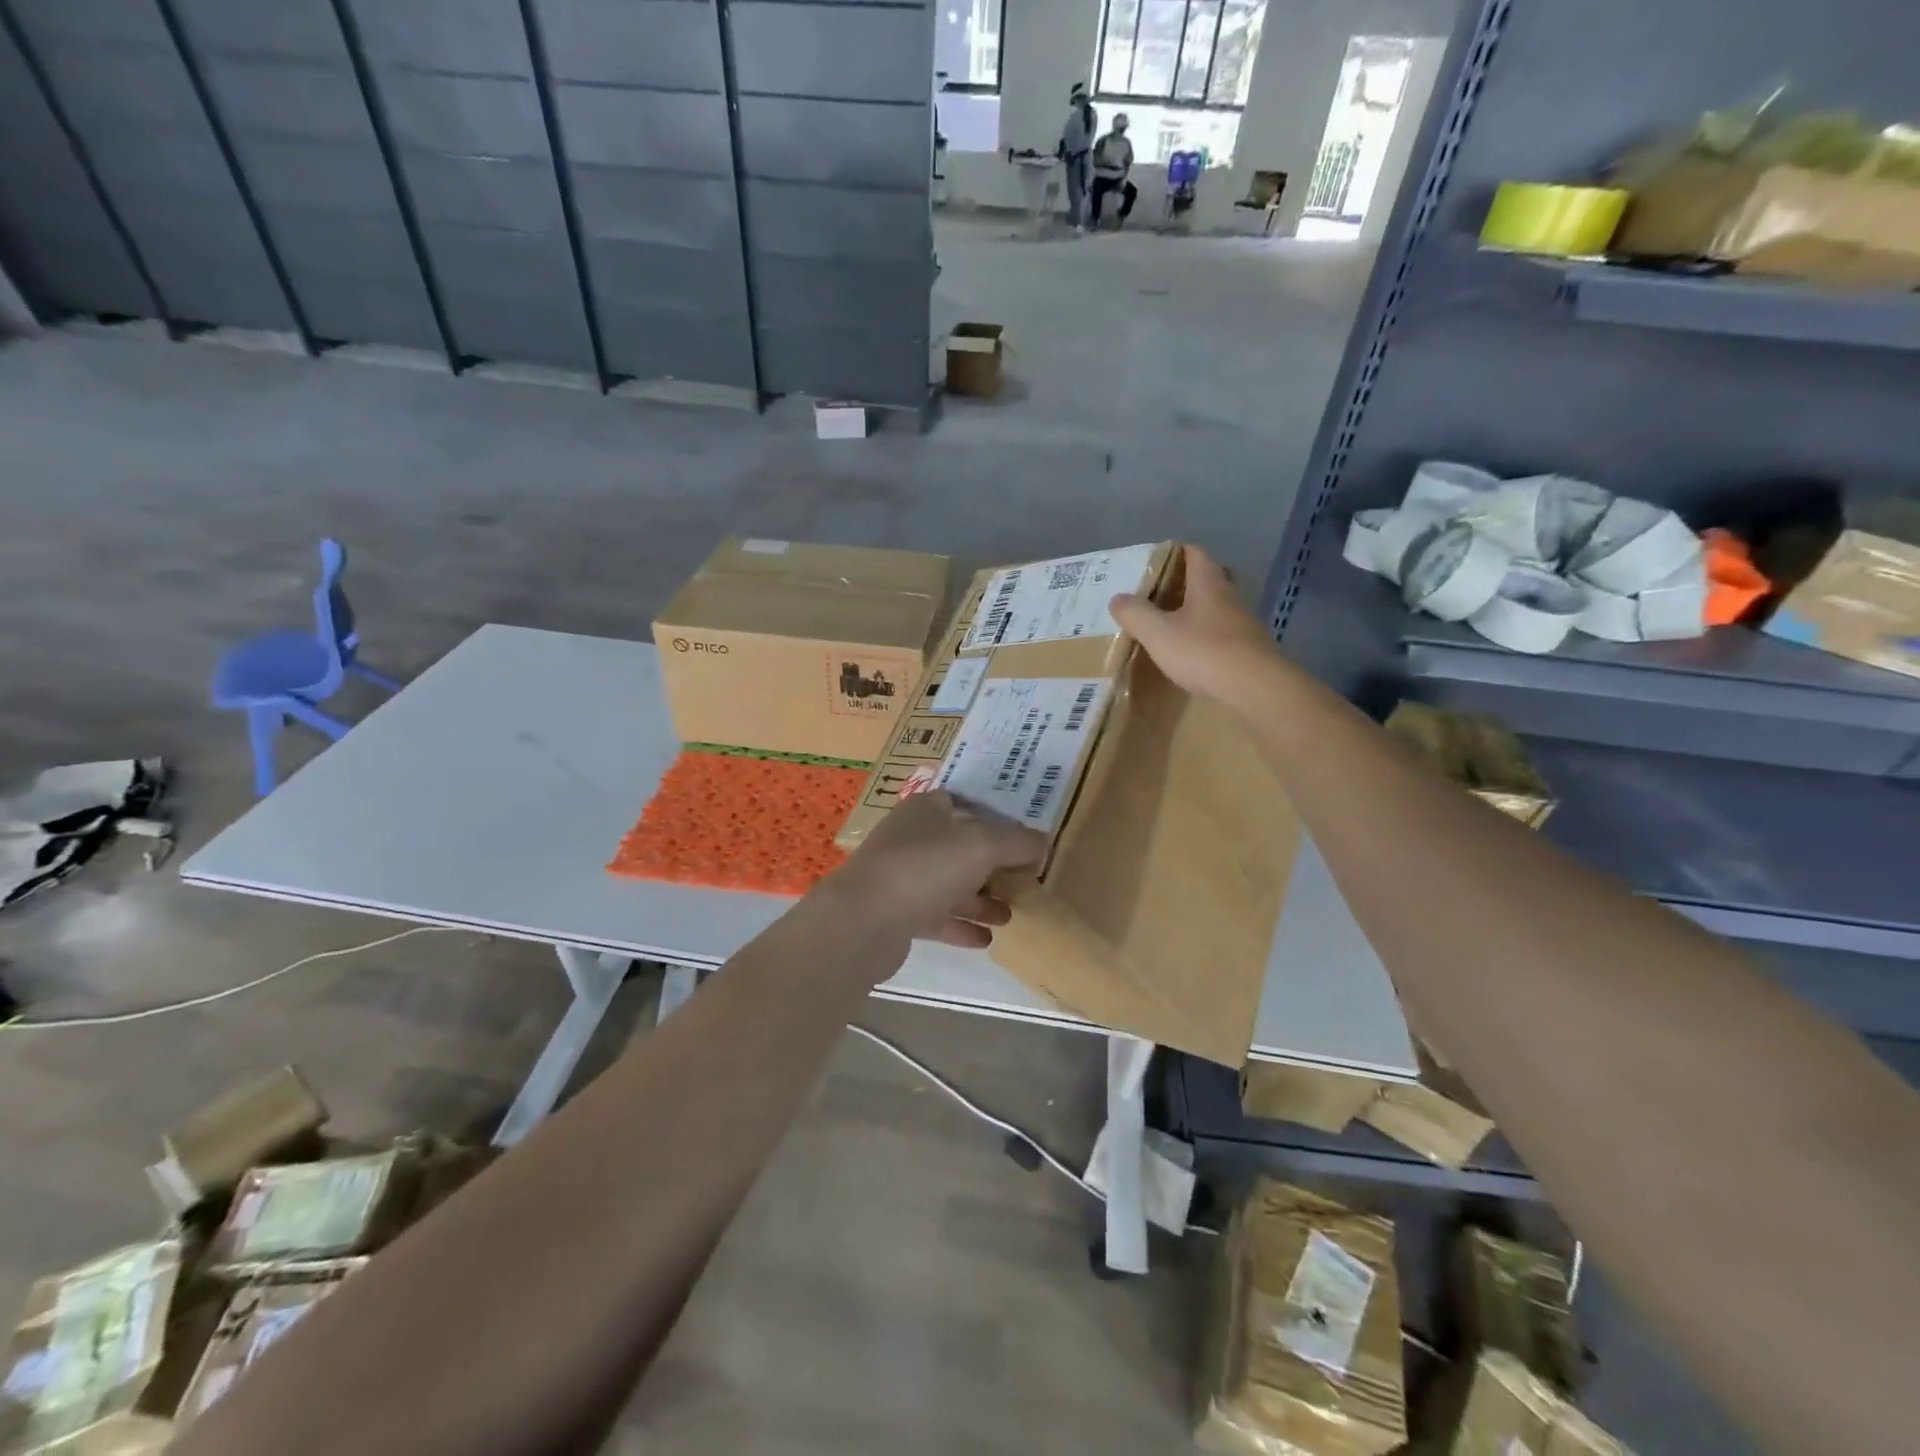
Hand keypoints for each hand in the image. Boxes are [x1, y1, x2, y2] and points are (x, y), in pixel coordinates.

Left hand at [816, 790, 1046, 954]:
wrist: (863, 921)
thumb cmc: (924, 867)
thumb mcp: (981, 846)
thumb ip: (1017, 843)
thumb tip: (1044, 843)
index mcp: (927, 810)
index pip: (966, 805)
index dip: (997, 819)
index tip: (1026, 839)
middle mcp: (913, 839)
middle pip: (961, 848)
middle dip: (994, 865)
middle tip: (1026, 882)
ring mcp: (903, 877)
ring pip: (951, 884)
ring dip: (982, 899)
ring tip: (1012, 914)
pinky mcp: (898, 914)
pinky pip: (939, 917)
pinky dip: (963, 925)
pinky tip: (988, 940)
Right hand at [1110, 544, 1278, 704]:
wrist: (1256, 689)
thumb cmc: (1204, 652)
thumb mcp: (1159, 633)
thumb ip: (1135, 613)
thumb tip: (1117, 598)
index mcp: (1208, 584)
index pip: (1194, 554)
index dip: (1175, 551)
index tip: (1154, 559)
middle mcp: (1229, 598)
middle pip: (1206, 580)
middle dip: (1182, 582)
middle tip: (1155, 592)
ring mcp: (1242, 625)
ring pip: (1214, 608)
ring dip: (1193, 611)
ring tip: (1167, 622)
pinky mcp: (1247, 650)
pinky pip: (1220, 634)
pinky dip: (1203, 636)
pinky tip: (1189, 651)